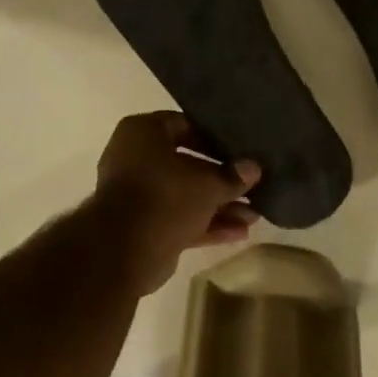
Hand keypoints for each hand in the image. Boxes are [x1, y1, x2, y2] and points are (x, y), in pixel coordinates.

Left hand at [90, 113, 261, 295]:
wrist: (124, 251)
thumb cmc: (165, 197)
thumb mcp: (208, 184)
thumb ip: (233, 176)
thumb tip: (253, 168)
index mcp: (143, 133)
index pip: (185, 125)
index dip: (215, 138)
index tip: (240, 150)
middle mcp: (136, 159)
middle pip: (187, 165)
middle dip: (222, 180)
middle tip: (253, 186)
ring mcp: (138, 195)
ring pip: (185, 196)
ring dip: (219, 206)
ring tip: (254, 216)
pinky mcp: (143, 226)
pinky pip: (179, 219)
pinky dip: (206, 225)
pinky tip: (239, 233)